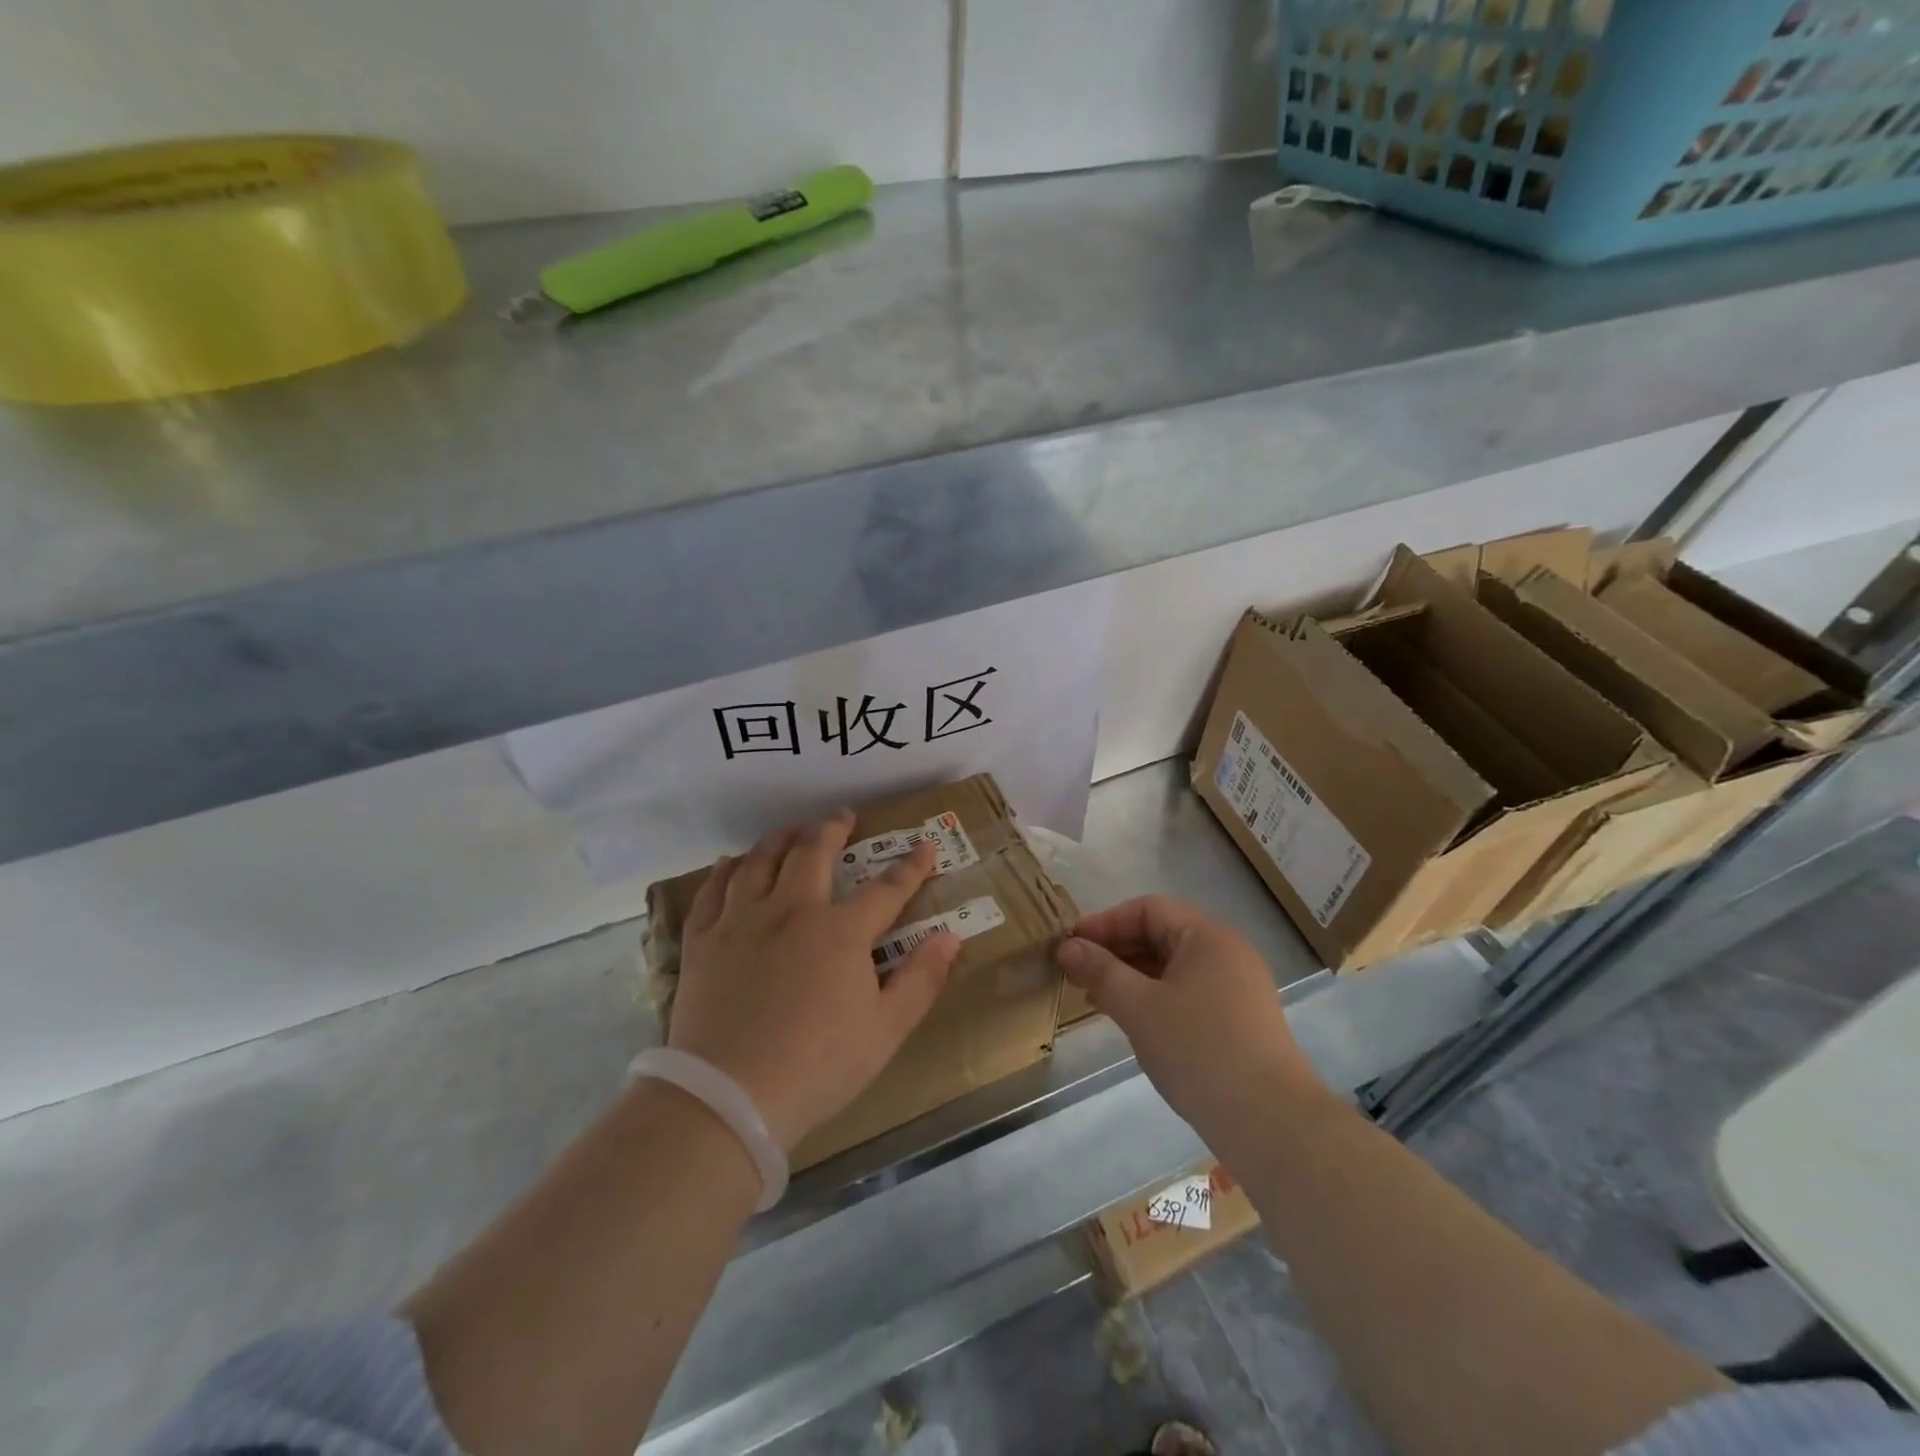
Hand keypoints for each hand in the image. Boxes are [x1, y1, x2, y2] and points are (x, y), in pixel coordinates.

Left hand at [670, 810, 961, 1151]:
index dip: (911, 866)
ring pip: (761, 859)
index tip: (925, 846)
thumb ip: (921, 979)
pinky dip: (727, 870)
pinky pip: (714, 888)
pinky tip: (732, 864)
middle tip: (842, 817)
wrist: (728, 1098)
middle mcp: (791, 910)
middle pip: (813, 852)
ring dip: (781, 838)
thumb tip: (951, 936)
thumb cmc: (818, 1066)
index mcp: (840, 932)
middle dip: (833, 828)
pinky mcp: (703, 940)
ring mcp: (742, 920)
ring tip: (792, 831)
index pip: (886, 888)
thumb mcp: (886, 1031)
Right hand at [1058, 895, 1329, 1138]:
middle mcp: (1228, 952)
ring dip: (1133, 975)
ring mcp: (1239, 987)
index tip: (1071, 945)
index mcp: (1208, 937)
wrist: (1270, 1122)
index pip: (1148, 909)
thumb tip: (1068, 947)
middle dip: (1117, 950)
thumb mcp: (1139, 1008)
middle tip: (1078, 972)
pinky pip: (1189, 991)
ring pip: (1174, 966)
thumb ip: (1100, 971)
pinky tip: (1133, 1020)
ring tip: (1097, 997)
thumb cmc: (1199, 1050)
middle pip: (1162, 934)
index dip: (1106, 922)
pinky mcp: (1241, 1019)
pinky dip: (1156, 996)